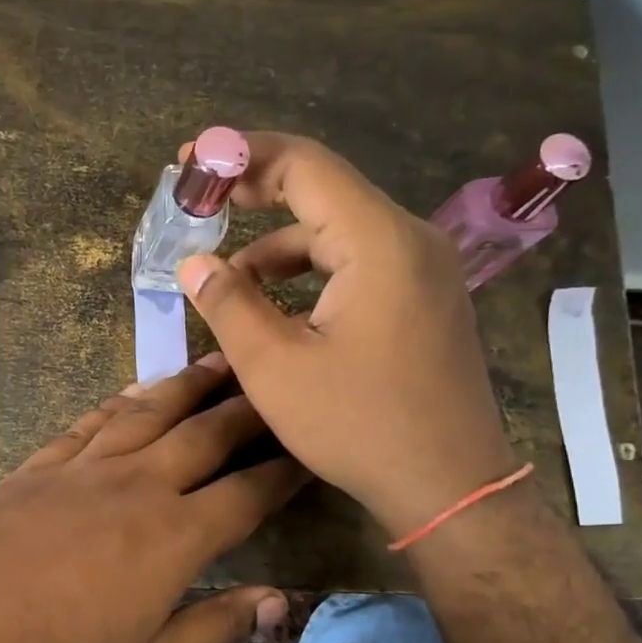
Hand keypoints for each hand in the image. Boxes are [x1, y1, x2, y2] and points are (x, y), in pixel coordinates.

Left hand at [0, 356, 307, 642]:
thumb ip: (216, 631)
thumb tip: (276, 600)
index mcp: (174, 537)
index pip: (247, 492)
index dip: (285, 469)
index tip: (310, 449)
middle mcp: (135, 486)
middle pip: (204, 434)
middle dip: (247, 409)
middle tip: (275, 385)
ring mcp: (82, 469)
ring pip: (148, 412)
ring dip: (187, 386)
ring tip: (217, 363)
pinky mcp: (37, 468)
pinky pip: (89, 422)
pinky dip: (119, 403)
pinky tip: (134, 394)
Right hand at [174, 133, 516, 538]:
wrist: (449, 486)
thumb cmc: (359, 427)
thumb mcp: (275, 368)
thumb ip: (228, 305)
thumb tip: (193, 263)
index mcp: (378, 242)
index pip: (304, 165)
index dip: (241, 156)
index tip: (192, 165)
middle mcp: (411, 239)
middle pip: (324, 192)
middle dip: (257, 196)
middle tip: (202, 208)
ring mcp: (425, 269)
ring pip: (340, 232)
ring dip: (280, 248)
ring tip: (230, 283)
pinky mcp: (425, 298)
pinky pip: (360, 263)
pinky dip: (312, 273)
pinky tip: (279, 308)